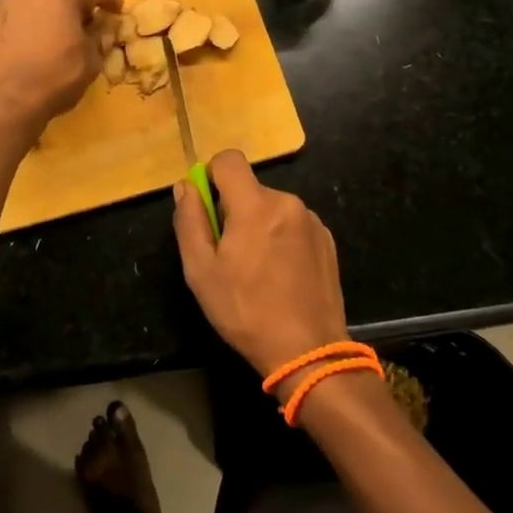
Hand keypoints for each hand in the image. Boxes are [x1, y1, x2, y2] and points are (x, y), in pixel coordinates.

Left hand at [0, 0, 121, 134]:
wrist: (1, 100)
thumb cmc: (54, 77)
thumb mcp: (90, 61)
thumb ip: (99, 39)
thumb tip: (101, 29)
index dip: (109, 0)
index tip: (116, 10)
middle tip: (80, 10)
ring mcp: (5, 0)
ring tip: (52, 19)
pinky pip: (13, 7)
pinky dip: (24, 14)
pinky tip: (28, 36)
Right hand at [172, 150, 349, 377]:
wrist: (309, 352)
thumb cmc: (246, 312)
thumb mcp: (201, 272)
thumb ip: (189, 221)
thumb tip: (185, 186)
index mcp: (255, 205)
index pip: (229, 159)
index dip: (212, 175)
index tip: (208, 207)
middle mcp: (287, 202)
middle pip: (250, 189)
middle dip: (235, 211)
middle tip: (229, 254)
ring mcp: (311, 221)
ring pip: (272, 208)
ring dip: (260, 225)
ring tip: (258, 271)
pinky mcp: (327, 240)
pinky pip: (294, 225)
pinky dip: (282, 239)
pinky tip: (282, 276)